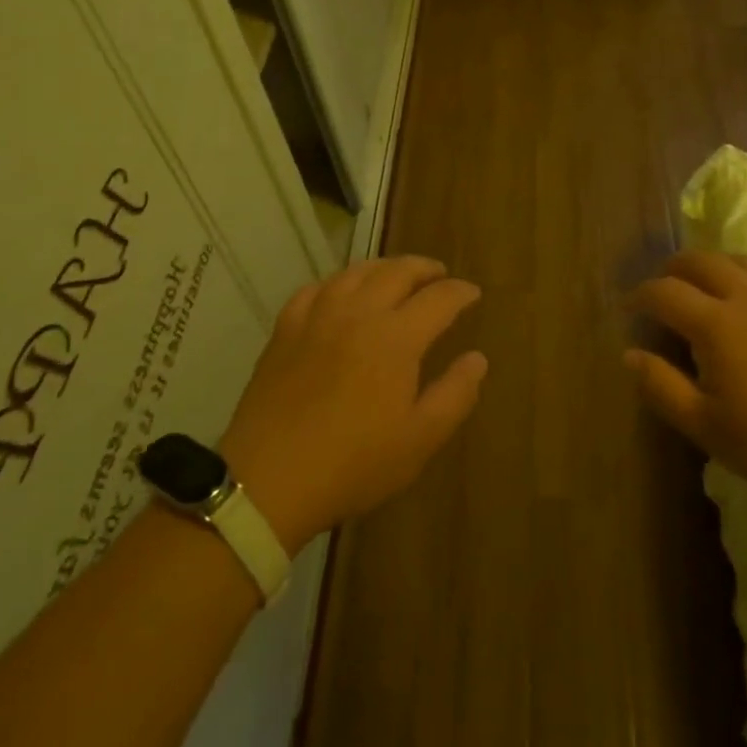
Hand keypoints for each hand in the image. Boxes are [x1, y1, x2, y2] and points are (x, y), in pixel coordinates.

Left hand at [219, 256, 486, 552]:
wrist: (269, 479)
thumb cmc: (353, 464)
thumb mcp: (419, 440)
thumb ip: (455, 394)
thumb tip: (477, 358)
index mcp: (397, 337)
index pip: (439, 298)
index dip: (460, 292)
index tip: (473, 294)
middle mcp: (359, 312)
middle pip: (398, 271)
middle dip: (424, 268)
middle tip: (438, 274)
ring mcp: (318, 316)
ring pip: (356, 272)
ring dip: (384, 267)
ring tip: (395, 275)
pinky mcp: (285, 329)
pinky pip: (316, 289)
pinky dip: (338, 283)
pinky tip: (340, 294)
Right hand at [626, 250, 746, 514]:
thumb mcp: (712, 430)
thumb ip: (663, 389)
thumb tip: (630, 354)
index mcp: (716, 324)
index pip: (664, 292)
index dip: (639, 296)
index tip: (628, 308)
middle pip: (699, 260)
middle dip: (672, 269)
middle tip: (662, 290)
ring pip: (737, 259)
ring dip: (711, 266)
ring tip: (704, 289)